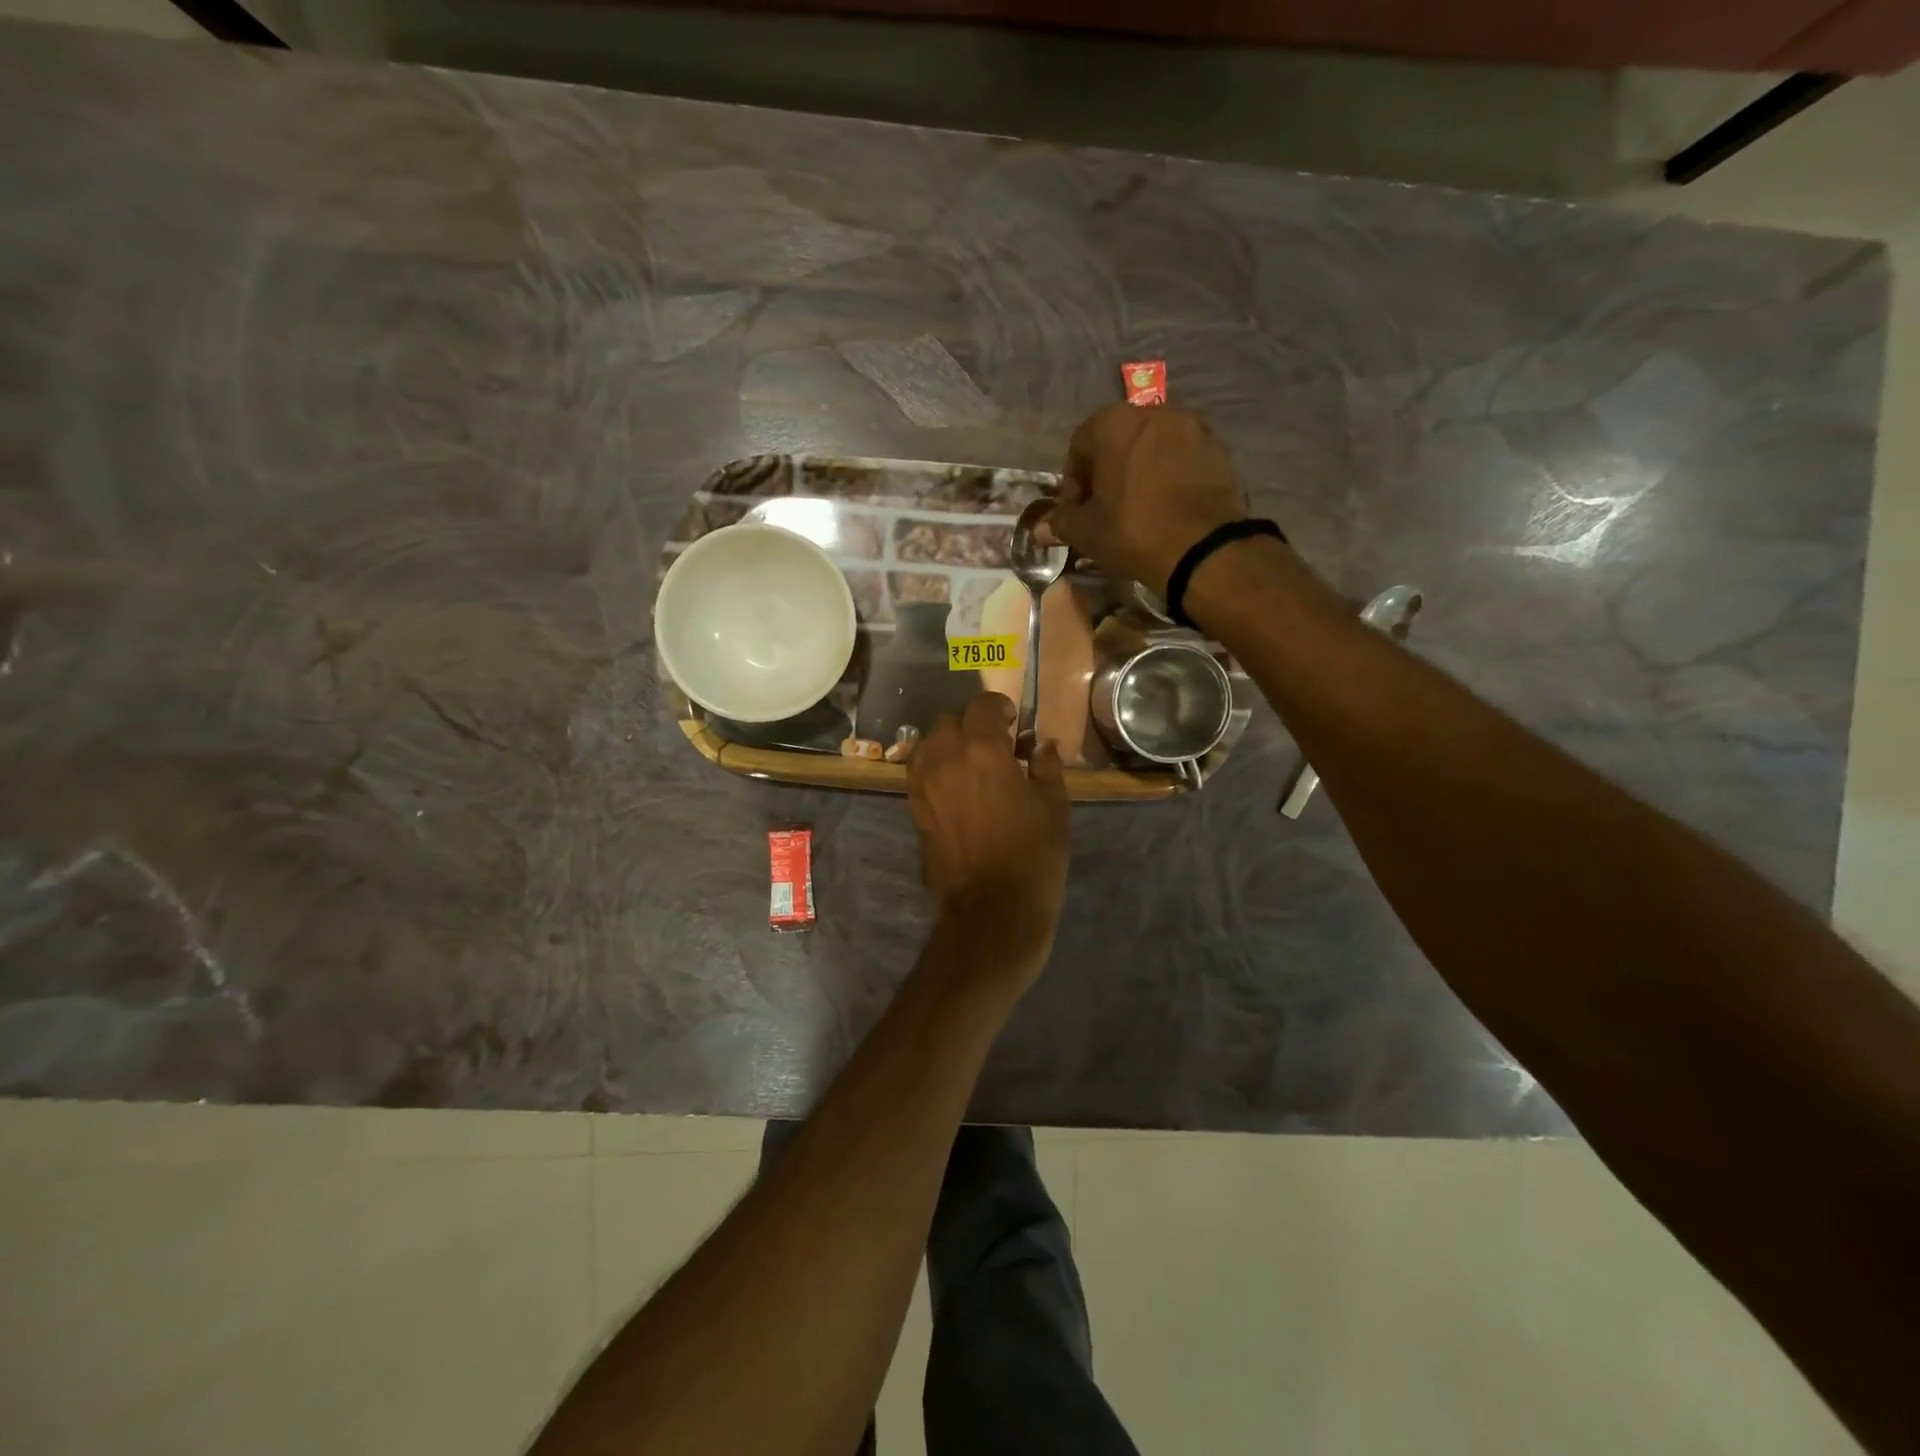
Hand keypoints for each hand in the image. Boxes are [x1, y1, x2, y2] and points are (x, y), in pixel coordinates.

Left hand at [907, 694, 1070, 968]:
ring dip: (948, 744)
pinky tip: (956, 787)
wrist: (991, 910)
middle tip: (994, 744)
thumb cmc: (1032, 854)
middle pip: (948, 721)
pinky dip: (935, 768)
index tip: (1014, 721)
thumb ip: (1047, 767)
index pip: (983, 706)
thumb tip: (1041, 746)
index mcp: (981, 749)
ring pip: (927, 744)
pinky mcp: (914, 809)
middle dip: (971, 724)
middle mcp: (945, 758)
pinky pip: (919, 772)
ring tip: (970, 763)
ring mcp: (923, 784)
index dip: (999, 707)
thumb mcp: (1054, 806)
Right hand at [1049, 404, 1246, 592]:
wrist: (1202, 547)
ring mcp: (1190, 427)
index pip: (1079, 446)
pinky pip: (1179, 459)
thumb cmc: (1132, 530)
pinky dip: (1167, 477)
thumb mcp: (1086, 531)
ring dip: (1138, 474)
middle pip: (1117, 442)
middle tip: (1103, 511)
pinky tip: (1164, 508)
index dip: (1073, 484)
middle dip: (1106, 474)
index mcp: (1114, 422)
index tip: (1076, 513)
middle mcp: (1153, 411)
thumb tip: (1041, 528)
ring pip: (1151, 449)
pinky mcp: (1216, 448)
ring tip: (1136, 510)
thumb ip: (1061, 522)